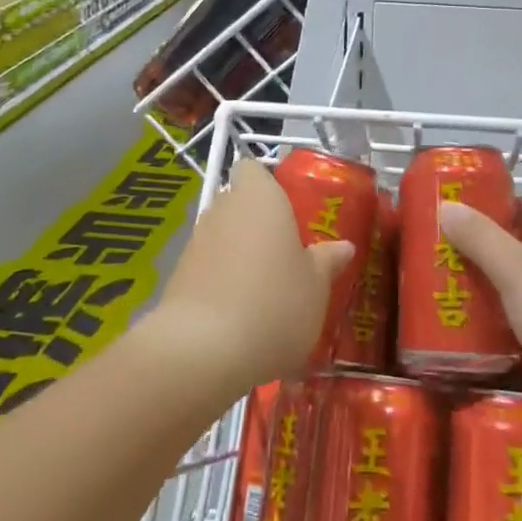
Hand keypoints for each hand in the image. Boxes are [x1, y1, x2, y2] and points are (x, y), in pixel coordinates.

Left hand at [149, 160, 353, 394]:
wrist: (202, 352)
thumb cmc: (274, 303)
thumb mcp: (316, 286)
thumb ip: (327, 261)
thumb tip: (343, 246)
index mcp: (259, 196)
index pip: (253, 168)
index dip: (268, 184)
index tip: (289, 210)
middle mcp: (223, 209)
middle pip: (239, 203)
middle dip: (257, 223)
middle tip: (286, 253)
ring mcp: (196, 242)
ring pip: (222, 236)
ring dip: (239, 254)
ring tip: (265, 290)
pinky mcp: (178, 276)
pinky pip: (207, 268)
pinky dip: (221, 282)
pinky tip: (240, 315)